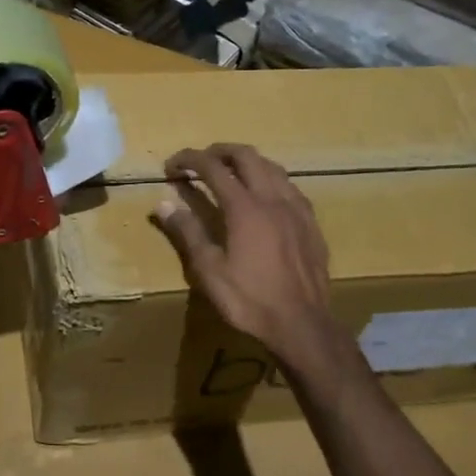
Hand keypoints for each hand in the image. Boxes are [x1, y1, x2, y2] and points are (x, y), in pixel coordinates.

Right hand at [153, 144, 337, 364]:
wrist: (302, 325)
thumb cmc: (250, 300)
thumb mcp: (209, 270)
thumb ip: (188, 232)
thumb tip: (163, 204)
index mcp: (245, 208)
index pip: (213, 168)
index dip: (190, 160)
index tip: (172, 164)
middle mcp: (273, 199)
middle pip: (247, 156)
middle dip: (220, 151)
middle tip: (201, 159)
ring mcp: (297, 209)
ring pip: (273, 167)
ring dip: (248, 162)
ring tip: (232, 172)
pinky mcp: (312, 224)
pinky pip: (291, 187)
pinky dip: (271, 179)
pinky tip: (267, 196)